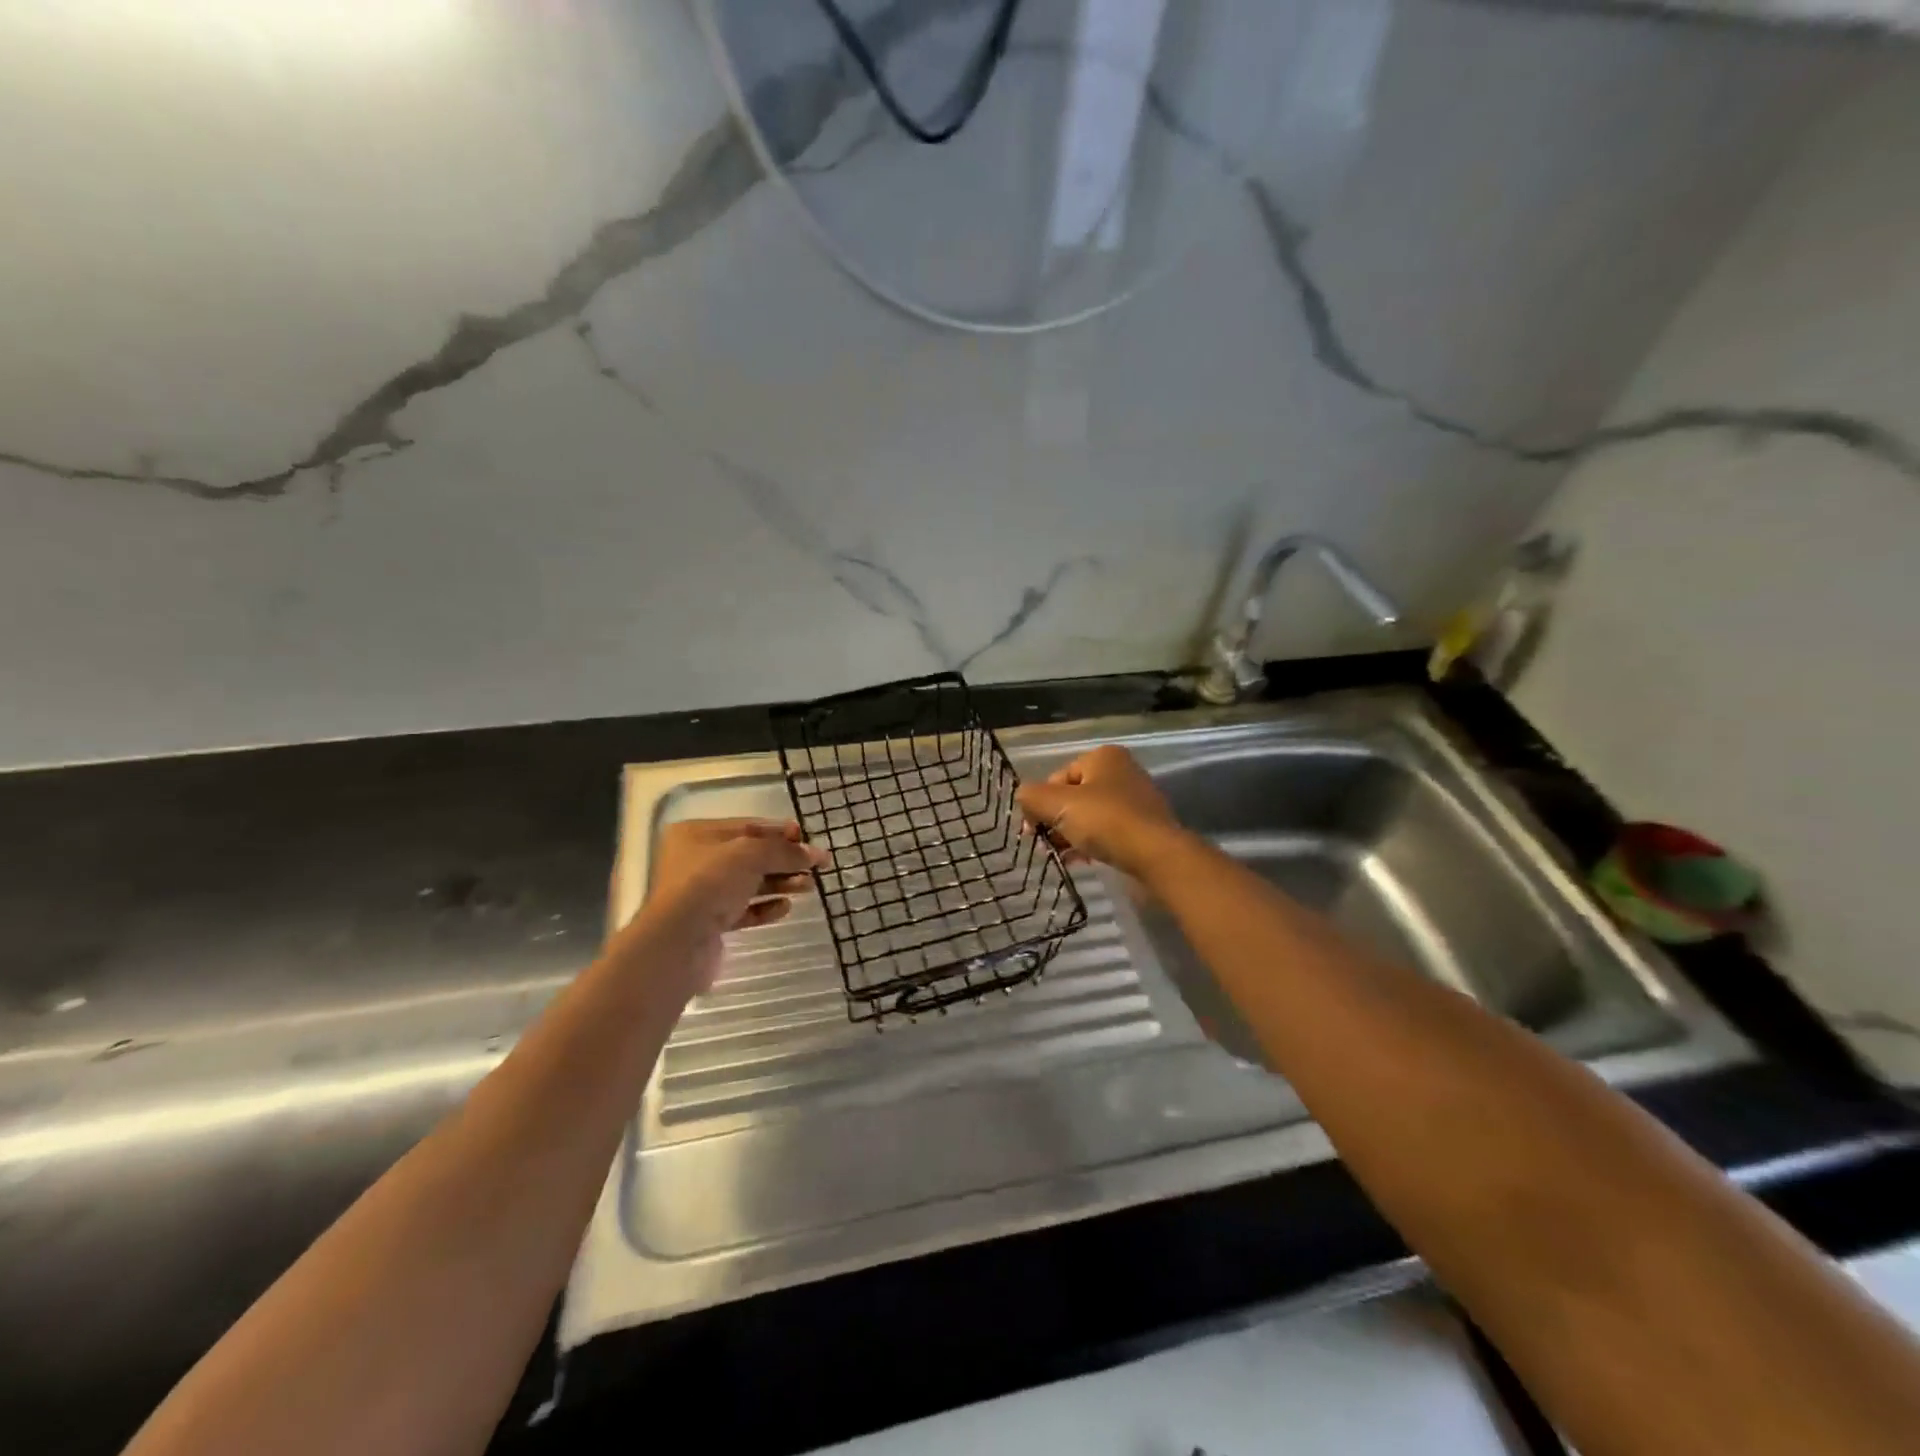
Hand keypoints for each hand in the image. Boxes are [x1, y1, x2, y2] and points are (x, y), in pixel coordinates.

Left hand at [626, 819, 826, 994]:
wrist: (678, 942)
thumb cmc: (709, 883)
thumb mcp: (751, 855)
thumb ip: (784, 851)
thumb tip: (815, 853)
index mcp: (697, 834)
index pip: (747, 826)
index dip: (780, 831)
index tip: (808, 838)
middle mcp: (697, 861)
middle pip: (751, 856)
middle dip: (784, 860)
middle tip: (816, 866)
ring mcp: (703, 894)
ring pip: (750, 883)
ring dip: (781, 883)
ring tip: (809, 886)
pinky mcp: (710, 923)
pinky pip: (744, 910)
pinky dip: (765, 907)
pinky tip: (785, 907)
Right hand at [1016, 745, 1183, 882]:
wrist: (1156, 856)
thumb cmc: (1105, 821)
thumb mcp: (1057, 804)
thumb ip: (1031, 796)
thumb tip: (1024, 799)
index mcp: (1103, 757)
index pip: (1058, 777)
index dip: (1041, 803)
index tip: (1033, 830)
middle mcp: (1122, 772)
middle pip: (1074, 796)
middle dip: (1056, 820)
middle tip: (1047, 845)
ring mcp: (1136, 800)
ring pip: (1090, 816)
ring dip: (1071, 835)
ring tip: (1063, 856)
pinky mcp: (1144, 827)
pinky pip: (1108, 832)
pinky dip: (1092, 844)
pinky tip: (1082, 861)